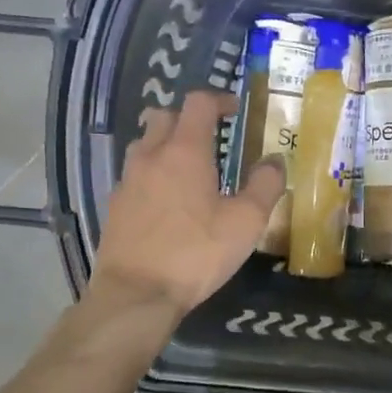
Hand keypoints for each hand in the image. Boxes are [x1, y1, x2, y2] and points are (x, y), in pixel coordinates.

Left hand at [90, 92, 283, 316]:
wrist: (137, 292)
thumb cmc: (197, 253)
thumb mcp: (246, 222)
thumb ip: (265, 186)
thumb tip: (275, 160)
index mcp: (185, 151)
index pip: (199, 103)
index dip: (219, 100)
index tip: (235, 110)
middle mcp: (151, 155)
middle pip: (165, 116)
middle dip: (189, 119)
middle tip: (213, 140)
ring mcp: (128, 180)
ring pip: (145, 144)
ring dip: (167, 145)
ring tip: (189, 170)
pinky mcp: (116, 205)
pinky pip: (135, 174)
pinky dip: (153, 174)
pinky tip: (168, 202)